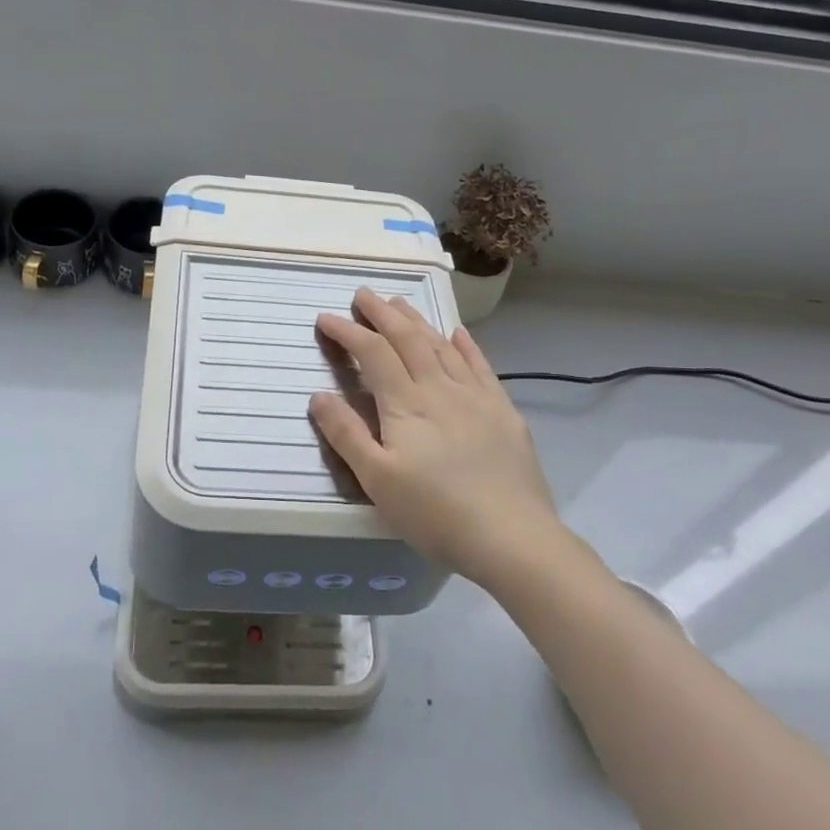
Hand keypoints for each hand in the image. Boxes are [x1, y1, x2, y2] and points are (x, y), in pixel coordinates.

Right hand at [310, 288, 560, 581]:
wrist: (511, 536)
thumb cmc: (435, 512)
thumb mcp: (377, 480)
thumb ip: (347, 434)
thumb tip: (318, 395)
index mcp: (406, 403)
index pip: (372, 354)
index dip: (348, 332)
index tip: (326, 318)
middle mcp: (440, 388)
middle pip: (408, 338)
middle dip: (382, 313)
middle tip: (362, 294)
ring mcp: (475, 396)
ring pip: (441, 345)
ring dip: (418, 320)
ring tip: (400, 303)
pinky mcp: (502, 410)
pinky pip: (480, 365)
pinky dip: (465, 344)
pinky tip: (458, 332)